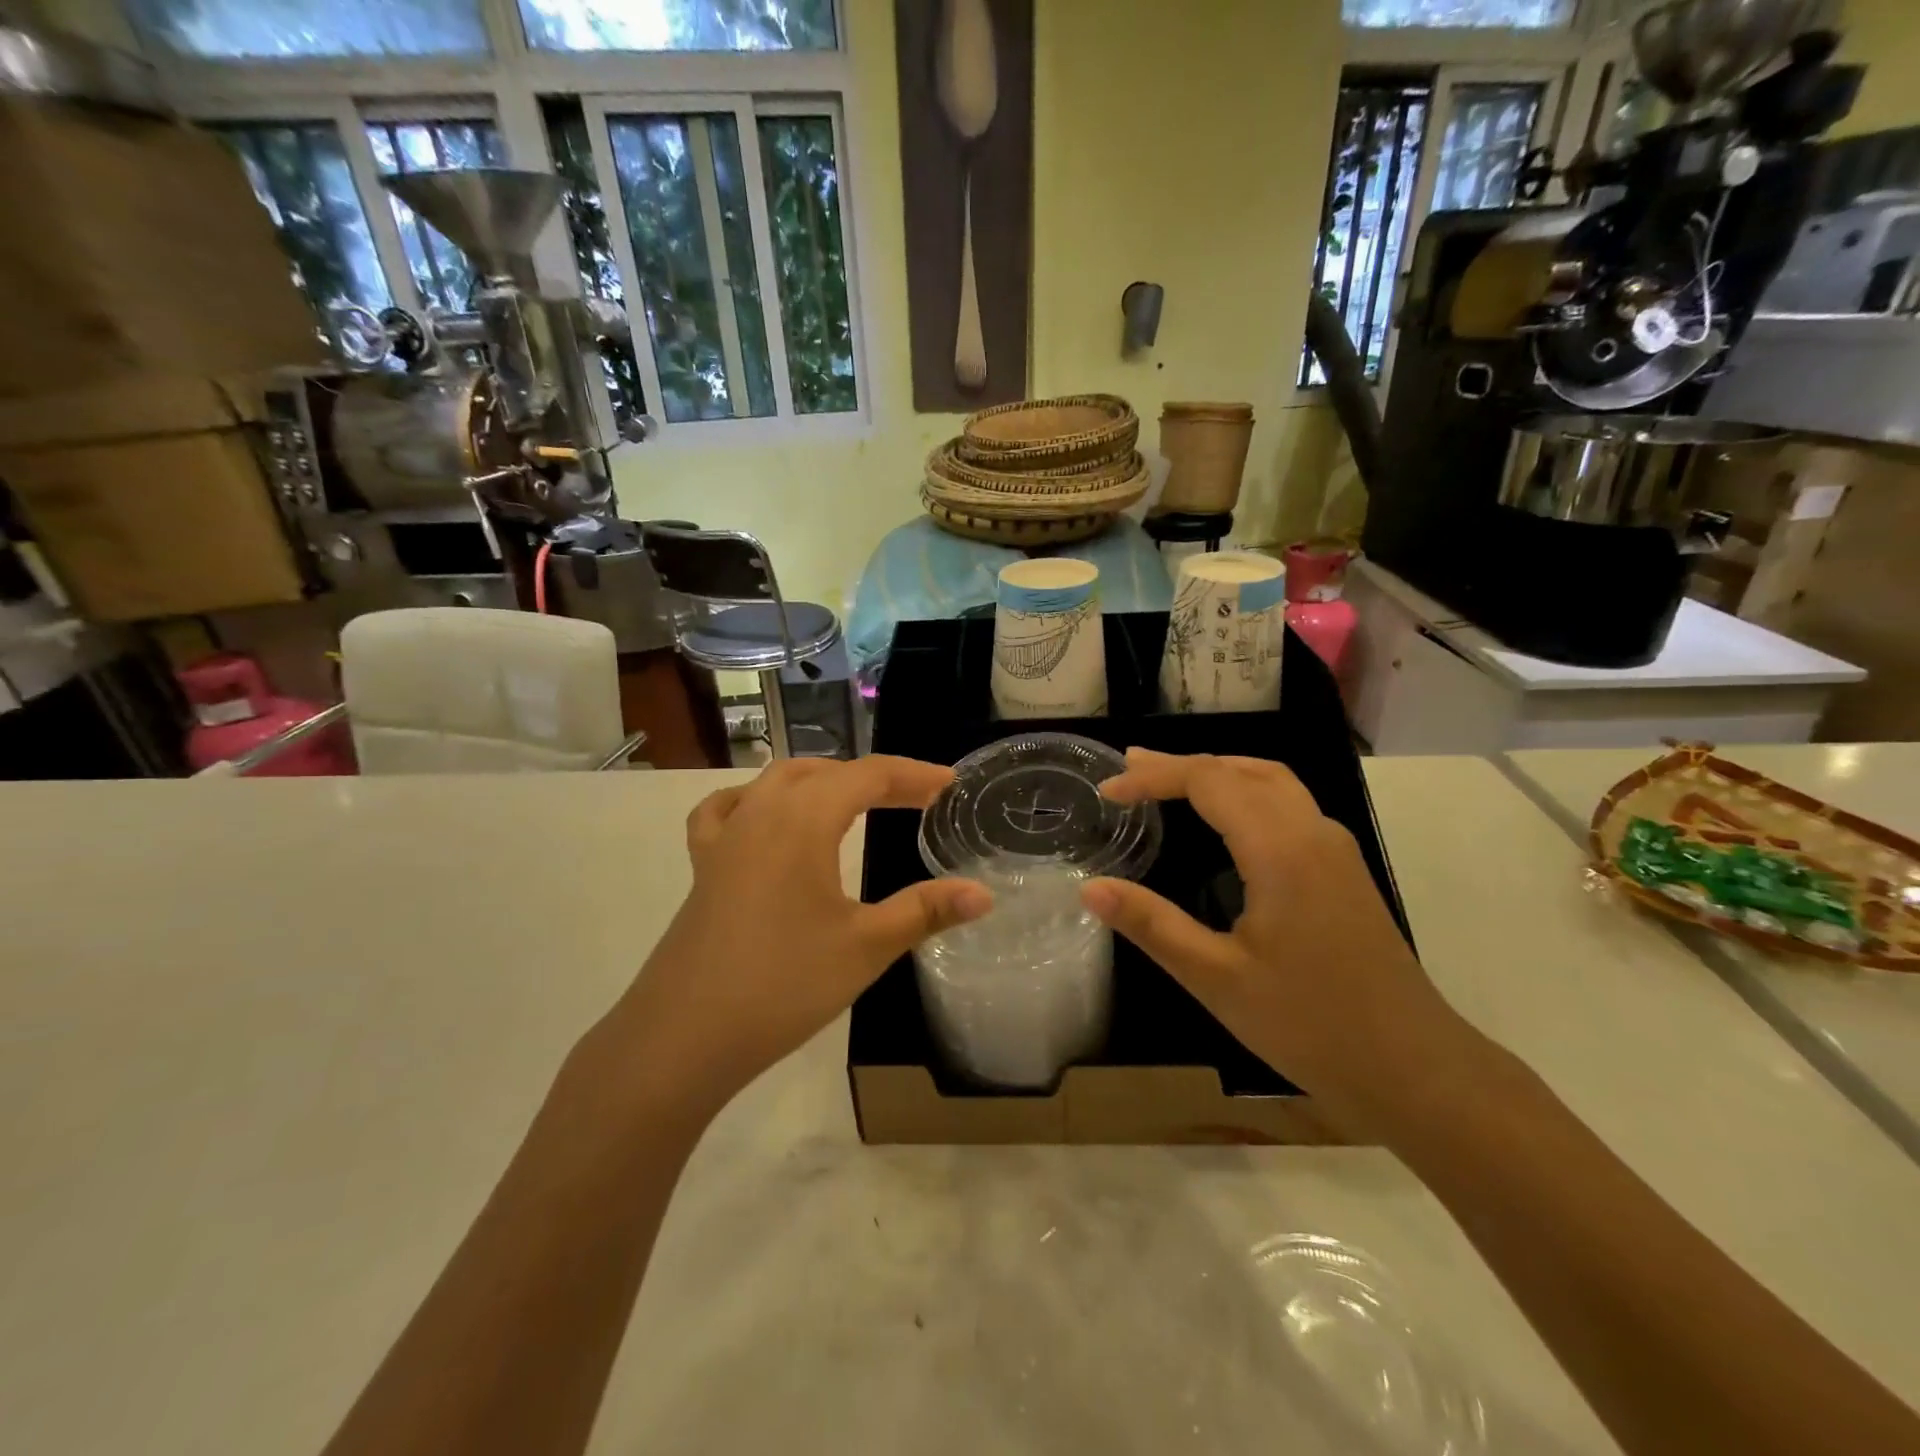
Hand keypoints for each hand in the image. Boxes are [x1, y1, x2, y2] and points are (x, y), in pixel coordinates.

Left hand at [606, 757, 991, 1118]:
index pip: (869, 775)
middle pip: (826, 771)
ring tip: (855, 798)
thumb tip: (984, 893)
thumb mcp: (866, 946)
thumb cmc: (783, 985)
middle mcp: (761, 812)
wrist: (682, 1037)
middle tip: (915, 798)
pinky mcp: (702, 865)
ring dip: (823, 780)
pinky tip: (763, 815)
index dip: (914, 775)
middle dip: (875, 777)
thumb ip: (926, 911)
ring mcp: (725, 837)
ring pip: (777, 780)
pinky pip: (727, 809)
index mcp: (804, 819)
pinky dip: (755, 799)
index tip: (950, 784)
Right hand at [1081, 749, 1469, 1129]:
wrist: (1415, 1068)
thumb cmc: (1310, 1024)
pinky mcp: (1344, 869)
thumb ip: (1152, 925)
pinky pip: (1289, 803)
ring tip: (1170, 779)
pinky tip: (1225, 819)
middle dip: (1181, 765)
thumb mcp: (1217, 979)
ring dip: (1218, 770)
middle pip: (1241, 769)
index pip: (1208, 781)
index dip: (1154, 776)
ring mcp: (1335, 848)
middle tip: (1129, 768)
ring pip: (1272, 780)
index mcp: (1281, 850)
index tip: (1109, 790)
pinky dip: (1245, 790)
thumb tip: (1089, 888)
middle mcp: (1312, 832)